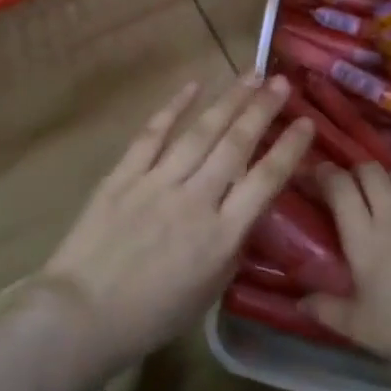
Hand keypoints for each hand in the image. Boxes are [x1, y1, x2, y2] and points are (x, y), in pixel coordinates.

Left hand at [35, 75, 313, 372]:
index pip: (265, 180)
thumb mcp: (209, 292)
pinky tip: (192, 85)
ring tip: (250, 75)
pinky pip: (152, 135)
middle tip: (281, 82)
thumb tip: (243, 214)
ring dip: (228, 100)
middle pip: (235, 145)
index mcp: (221, 235)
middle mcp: (195, 200)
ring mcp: (157, 182)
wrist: (82, 315)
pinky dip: (173, 108)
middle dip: (262, 110)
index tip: (307, 123)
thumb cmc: (151, 315)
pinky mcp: (123, 175)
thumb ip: (231, 248)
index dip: (290, 148)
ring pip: (200, 132)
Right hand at [300, 163, 390, 382]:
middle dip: (355, 171)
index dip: (325, 174)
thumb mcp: (357, 326)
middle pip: (371, 170)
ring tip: (383, 193)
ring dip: (387, 177)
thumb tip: (299, 303)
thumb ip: (325, 309)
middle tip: (349, 187)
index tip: (316, 175)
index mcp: (364, 236)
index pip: (340, 186)